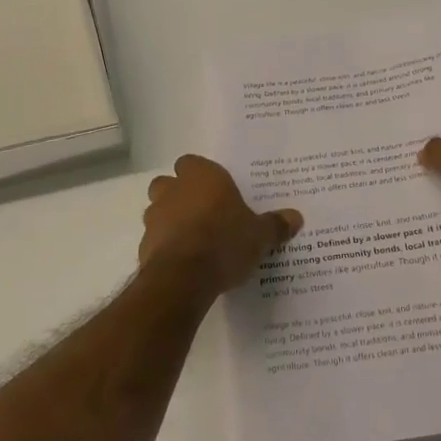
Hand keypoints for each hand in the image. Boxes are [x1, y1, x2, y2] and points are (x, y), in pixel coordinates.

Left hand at [139, 155, 302, 296]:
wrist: (184, 278)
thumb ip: (275, 225)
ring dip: (170, 220)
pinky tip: (184, 262)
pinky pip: (155, 239)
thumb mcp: (260, 235)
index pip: (192, 162)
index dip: (201, 175)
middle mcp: (174, 189)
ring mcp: (155, 217)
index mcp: (202, 176)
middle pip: (169, 183)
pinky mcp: (144, 245)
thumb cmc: (225, 242)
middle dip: (180, 194)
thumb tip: (296, 218)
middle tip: (203, 213)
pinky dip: (165, 246)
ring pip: (157, 210)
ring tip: (194, 239)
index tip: (216, 191)